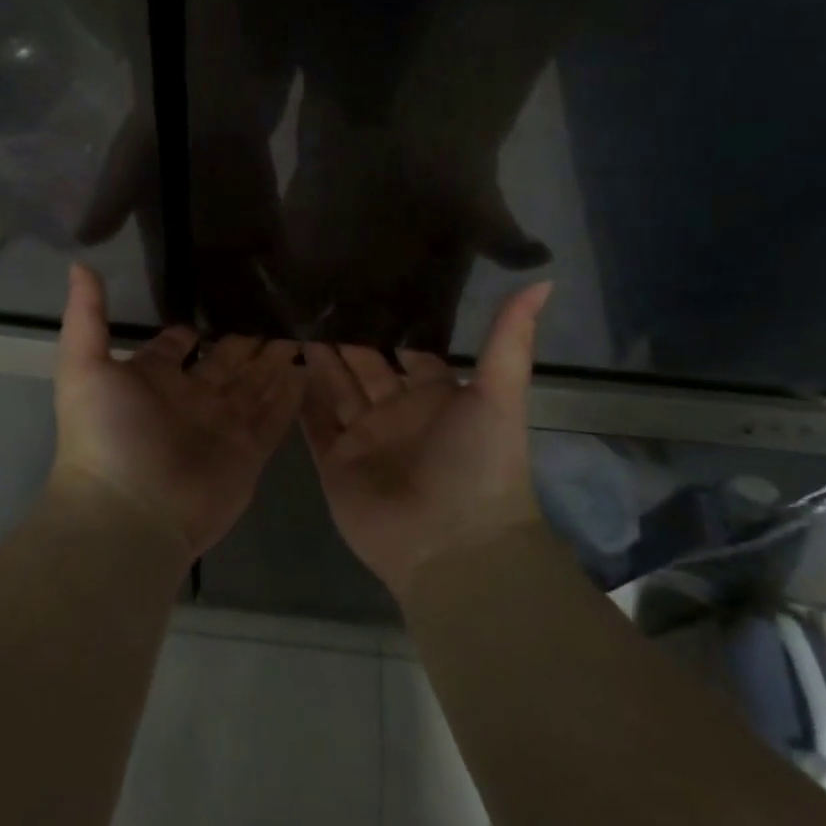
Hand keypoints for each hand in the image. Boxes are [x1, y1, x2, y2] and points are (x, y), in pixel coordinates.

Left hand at [51, 264, 302, 557]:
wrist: (129, 512)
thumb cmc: (106, 434)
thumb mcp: (84, 365)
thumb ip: (87, 315)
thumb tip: (80, 263)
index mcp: (153, 379)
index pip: (177, 348)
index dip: (192, 332)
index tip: (217, 303)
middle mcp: (190, 400)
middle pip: (225, 364)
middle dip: (246, 341)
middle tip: (276, 310)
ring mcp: (222, 427)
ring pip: (255, 386)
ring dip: (274, 362)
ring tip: (301, 331)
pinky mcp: (249, 453)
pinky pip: (276, 418)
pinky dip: (292, 397)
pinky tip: (310, 370)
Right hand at [301, 284, 550, 595]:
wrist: (452, 545)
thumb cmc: (479, 463)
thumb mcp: (501, 394)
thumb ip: (509, 339)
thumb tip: (543, 280)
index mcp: (435, 395)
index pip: (406, 349)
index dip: (388, 321)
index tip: (364, 283)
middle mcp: (397, 412)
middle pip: (365, 364)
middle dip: (345, 334)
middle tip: (317, 291)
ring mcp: (363, 437)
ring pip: (335, 386)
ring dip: (318, 356)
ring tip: (293, 314)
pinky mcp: (334, 461)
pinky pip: (313, 422)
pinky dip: (299, 396)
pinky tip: (282, 360)